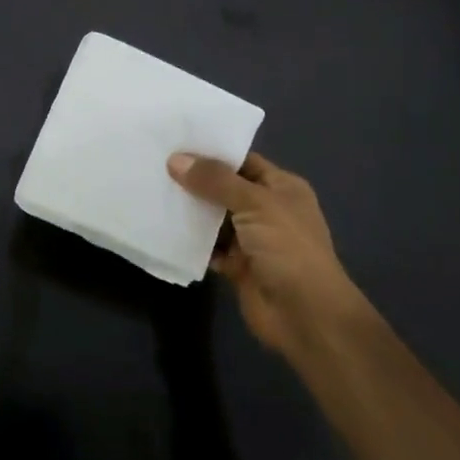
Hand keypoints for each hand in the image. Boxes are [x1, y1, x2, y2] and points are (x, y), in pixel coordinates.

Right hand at [168, 151, 369, 358]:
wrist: (306, 316)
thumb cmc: (288, 248)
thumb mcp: (254, 203)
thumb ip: (215, 180)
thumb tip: (175, 160)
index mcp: (282, 188)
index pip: (242, 161)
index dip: (212, 152)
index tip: (175, 142)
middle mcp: (267, 210)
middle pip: (225, 188)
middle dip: (195, 179)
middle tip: (156, 163)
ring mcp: (252, 239)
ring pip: (214, 218)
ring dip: (190, 210)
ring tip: (153, 190)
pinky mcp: (238, 266)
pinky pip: (209, 247)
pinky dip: (191, 241)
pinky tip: (164, 227)